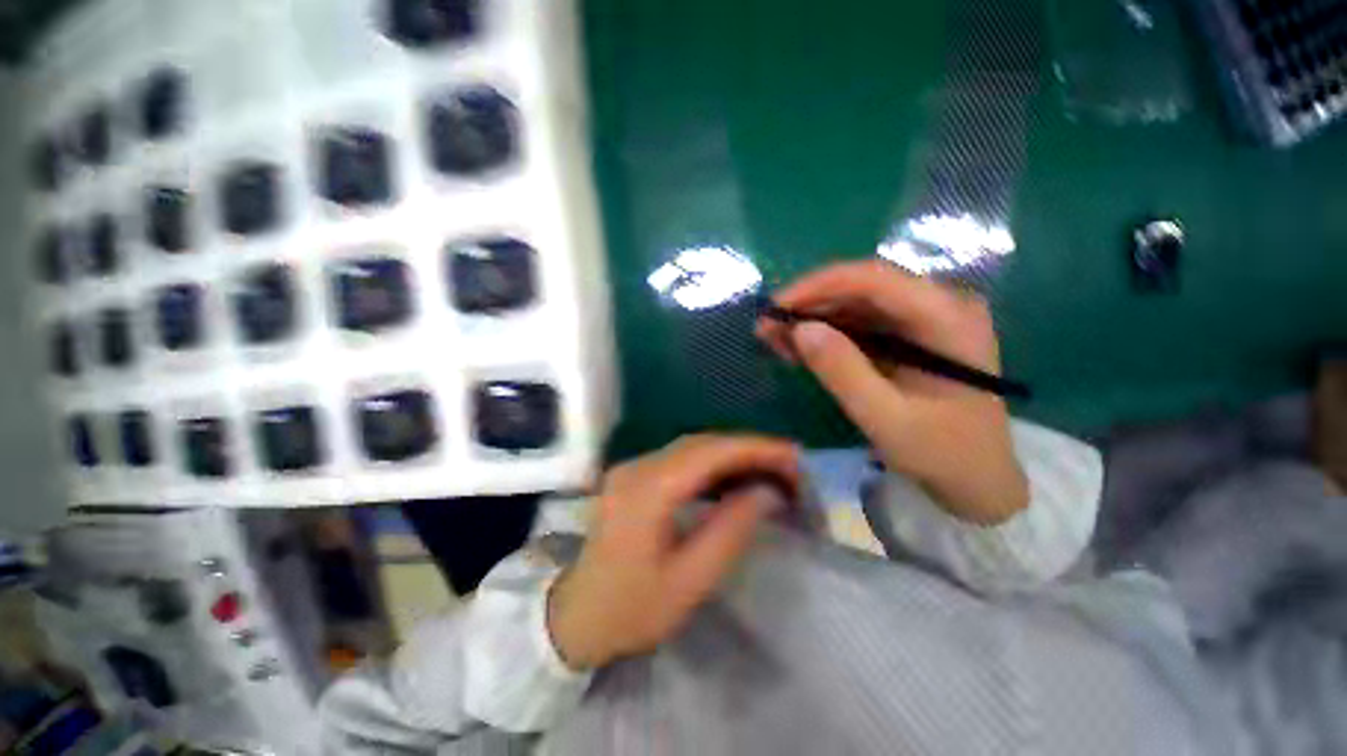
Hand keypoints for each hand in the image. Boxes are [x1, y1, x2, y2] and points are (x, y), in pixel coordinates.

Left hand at [547, 435, 799, 669]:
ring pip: (692, 447)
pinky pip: (681, 459)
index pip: (709, 453)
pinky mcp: (635, 475)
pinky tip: (732, 478)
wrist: (577, 616)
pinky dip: (712, 463)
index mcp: (647, 490)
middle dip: (748, 448)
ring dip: (732, 454)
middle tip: (787, 465)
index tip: (792, 456)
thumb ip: (729, 531)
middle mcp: (638, 467)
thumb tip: (765, 492)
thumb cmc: (631, 610)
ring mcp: (633, 468)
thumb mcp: (689, 582)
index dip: (754, 448)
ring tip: (768, 470)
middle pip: (701, 443)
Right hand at [756, 261, 1026, 524]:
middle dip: (808, 304)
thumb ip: (843, 372)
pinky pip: (859, 324)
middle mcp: (938, 305)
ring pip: (854, 304)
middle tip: (765, 328)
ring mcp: (923, 320)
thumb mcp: (887, 419)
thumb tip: (800, 328)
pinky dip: (824, 335)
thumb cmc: (943, 453)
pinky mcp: (907, 336)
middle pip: (861, 287)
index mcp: (947, 317)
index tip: (774, 308)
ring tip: (773, 339)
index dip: (818, 286)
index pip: (874, 278)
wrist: (979, 479)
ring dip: (811, 319)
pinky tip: (796, 349)